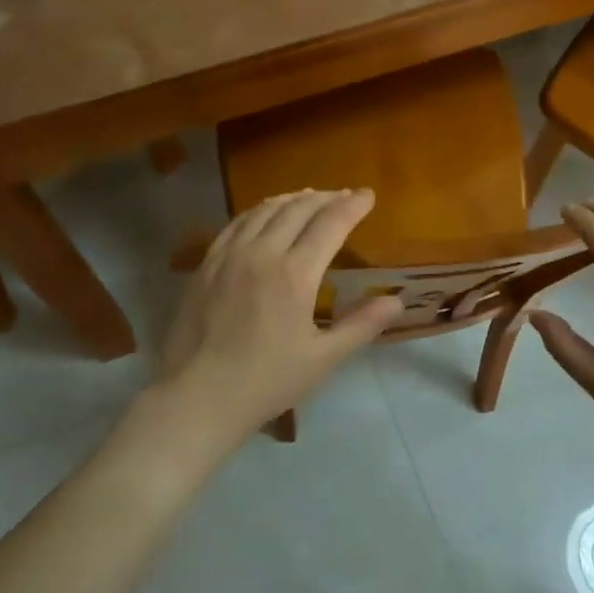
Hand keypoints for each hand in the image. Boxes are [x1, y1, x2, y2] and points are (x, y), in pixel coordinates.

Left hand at [154, 189, 401, 444]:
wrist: (197, 397)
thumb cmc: (266, 381)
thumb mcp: (323, 359)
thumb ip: (361, 325)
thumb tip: (396, 301)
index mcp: (294, 274)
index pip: (330, 223)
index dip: (352, 205)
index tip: (368, 195)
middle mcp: (261, 253)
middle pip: (298, 209)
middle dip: (326, 197)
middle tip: (344, 196)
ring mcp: (229, 255)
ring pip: (265, 210)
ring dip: (292, 199)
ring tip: (309, 197)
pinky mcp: (206, 264)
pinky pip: (236, 223)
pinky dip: (258, 210)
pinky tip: (264, 214)